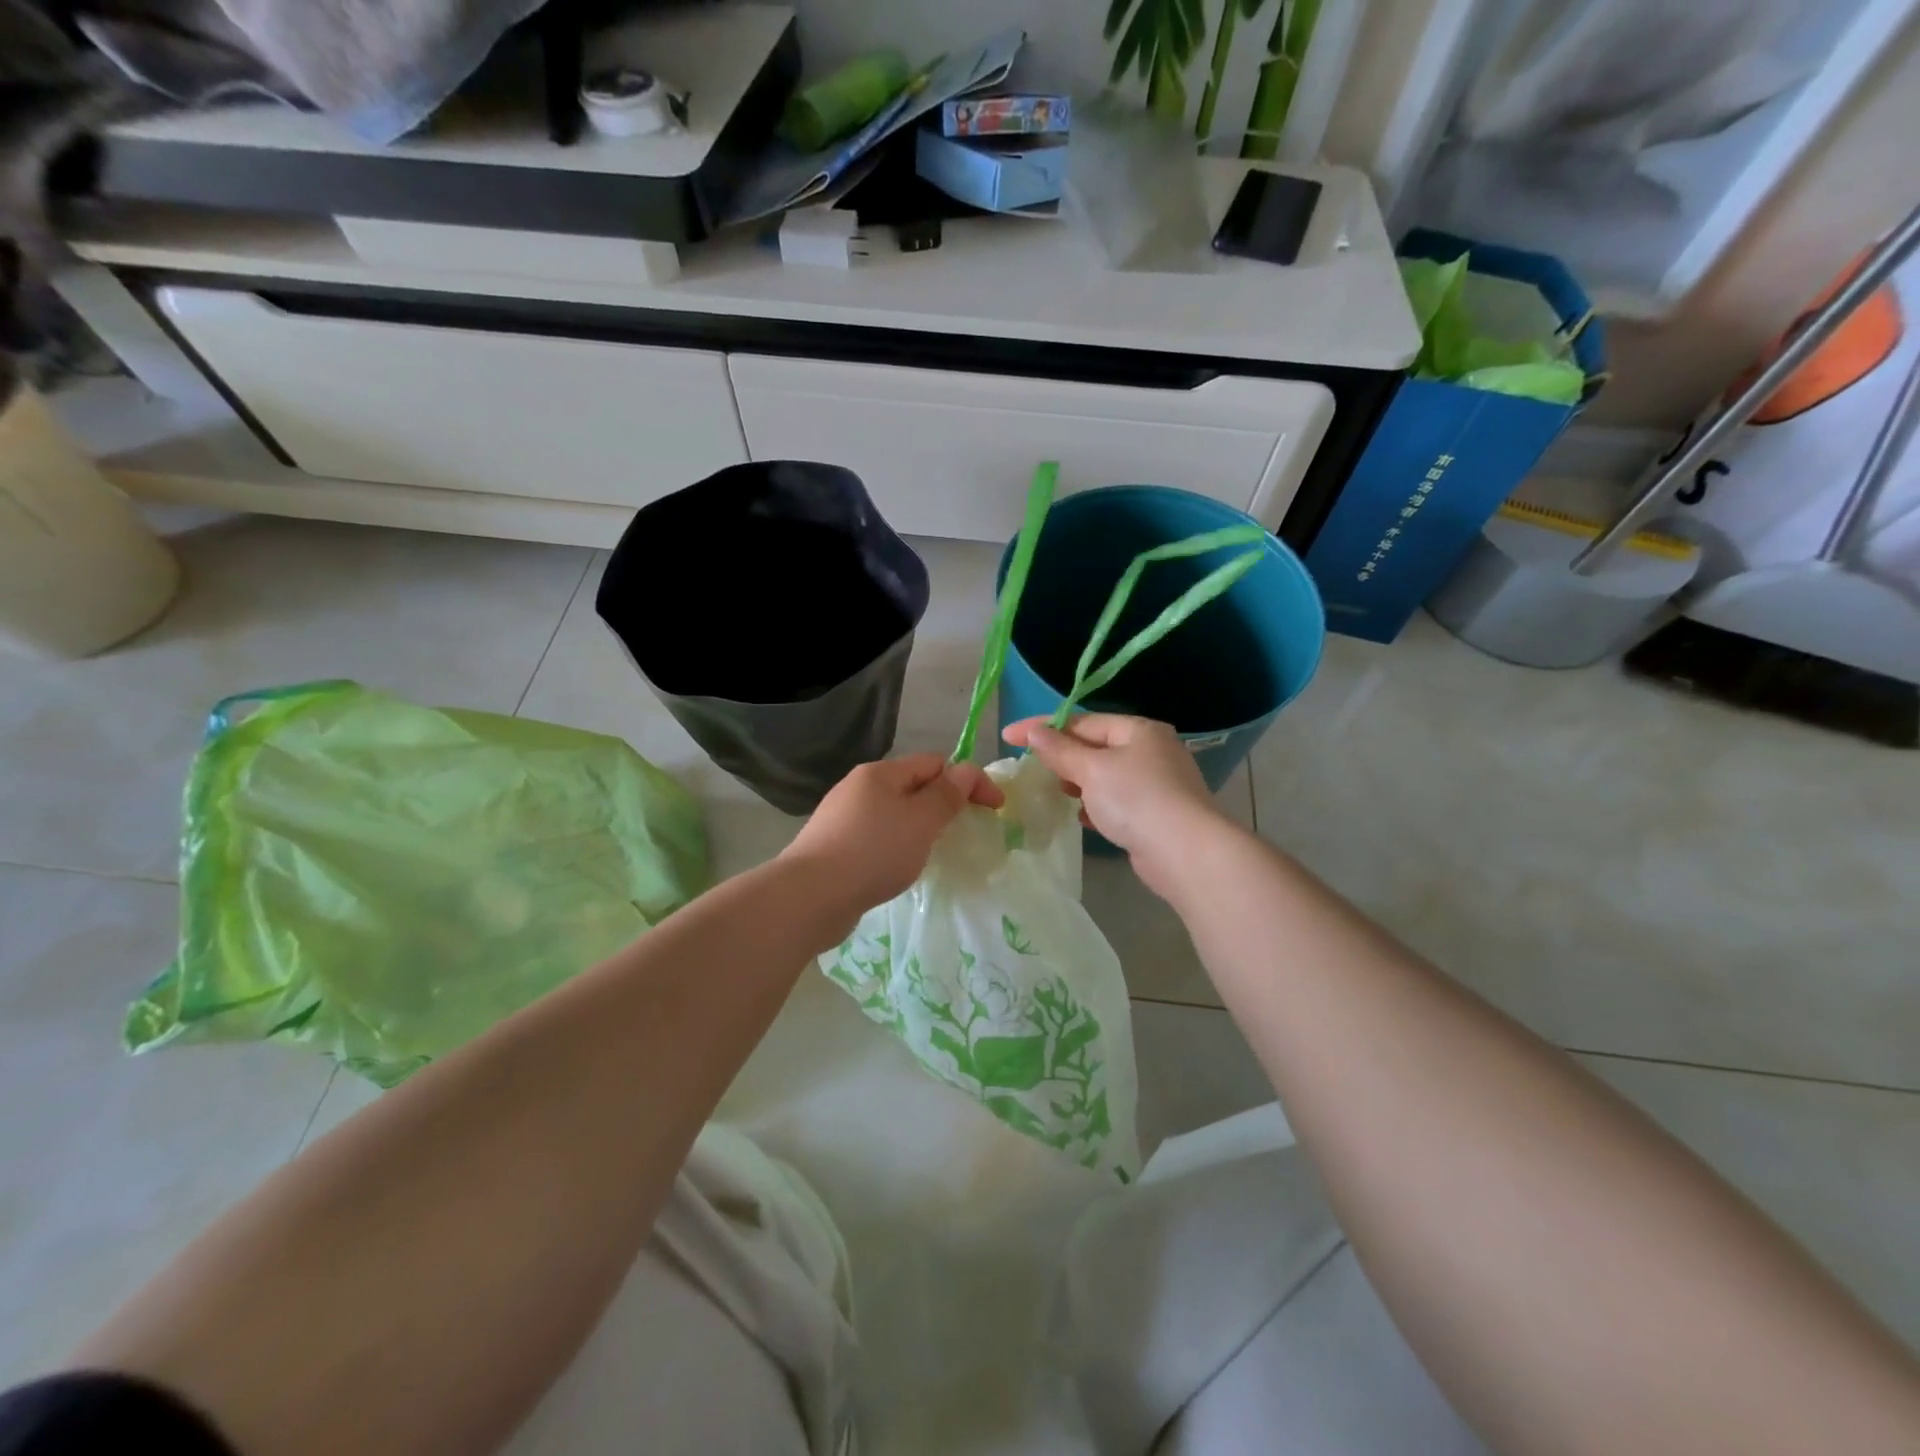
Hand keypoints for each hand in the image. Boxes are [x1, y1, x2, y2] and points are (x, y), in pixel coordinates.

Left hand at [779, 754, 1004, 938]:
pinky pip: (877, 837)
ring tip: (933, 852)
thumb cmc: (873, 852)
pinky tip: (898, 868)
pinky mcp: (834, 846)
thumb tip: (965, 771)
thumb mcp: (921, 821)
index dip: (969, 780)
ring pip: (894, 813)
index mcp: (880, 773)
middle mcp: (859, 787)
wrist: (810, 896)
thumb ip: (946, 795)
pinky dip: (897, 846)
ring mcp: (842, 817)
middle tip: (964, 831)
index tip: (995, 809)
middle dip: (943, 803)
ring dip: (920, 827)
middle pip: (913, 786)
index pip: (935, 763)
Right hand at [1002, 714, 1225, 896]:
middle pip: (1096, 747)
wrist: (1185, 852)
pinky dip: (1096, 804)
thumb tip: (1034, 731)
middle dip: (1063, 756)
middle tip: (1032, 767)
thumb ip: (1060, 750)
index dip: (1043, 727)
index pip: (1083, 721)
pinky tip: (1081, 816)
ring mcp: (1157, 784)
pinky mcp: (1156, 814)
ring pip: (1106, 776)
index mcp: (1139, 730)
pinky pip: (1117, 801)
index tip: (1008, 736)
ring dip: (1078, 782)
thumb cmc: (1136, 798)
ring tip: (1053, 790)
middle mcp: (1151, 751)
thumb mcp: (1091, 769)